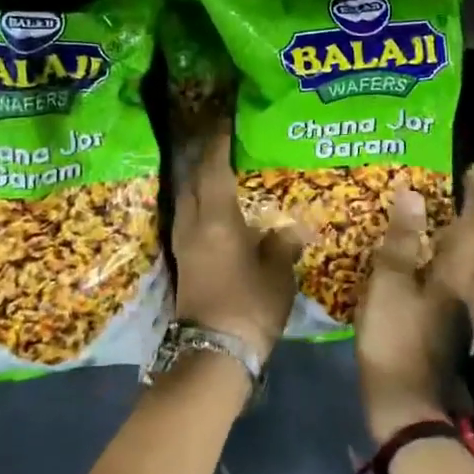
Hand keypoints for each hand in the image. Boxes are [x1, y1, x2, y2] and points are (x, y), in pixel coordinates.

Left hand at [171, 126, 302, 363]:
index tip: (225, 119)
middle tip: (224, 137)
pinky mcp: (184, 259)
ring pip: (188, 197)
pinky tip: (216, 202)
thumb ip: (282, 244)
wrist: (213, 354)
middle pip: (193, 178)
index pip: (213, 168)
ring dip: (200, 177)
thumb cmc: (249, 307)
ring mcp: (184, 242)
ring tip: (221, 164)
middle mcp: (193, 224)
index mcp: (216, 219)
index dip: (218, 142)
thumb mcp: (277, 274)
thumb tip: (289, 228)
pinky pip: (189, 215)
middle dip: (204, 155)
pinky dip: (200, 200)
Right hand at [354, 165, 473, 443]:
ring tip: (462, 225)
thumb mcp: (389, 284)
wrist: (408, 407)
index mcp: (458, 273)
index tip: (473, 171)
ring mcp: (472, 316)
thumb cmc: (395, 339)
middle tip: (466, 192)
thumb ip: (402, 239)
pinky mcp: (463, 334)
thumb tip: (413, 193)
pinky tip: (472, 282)